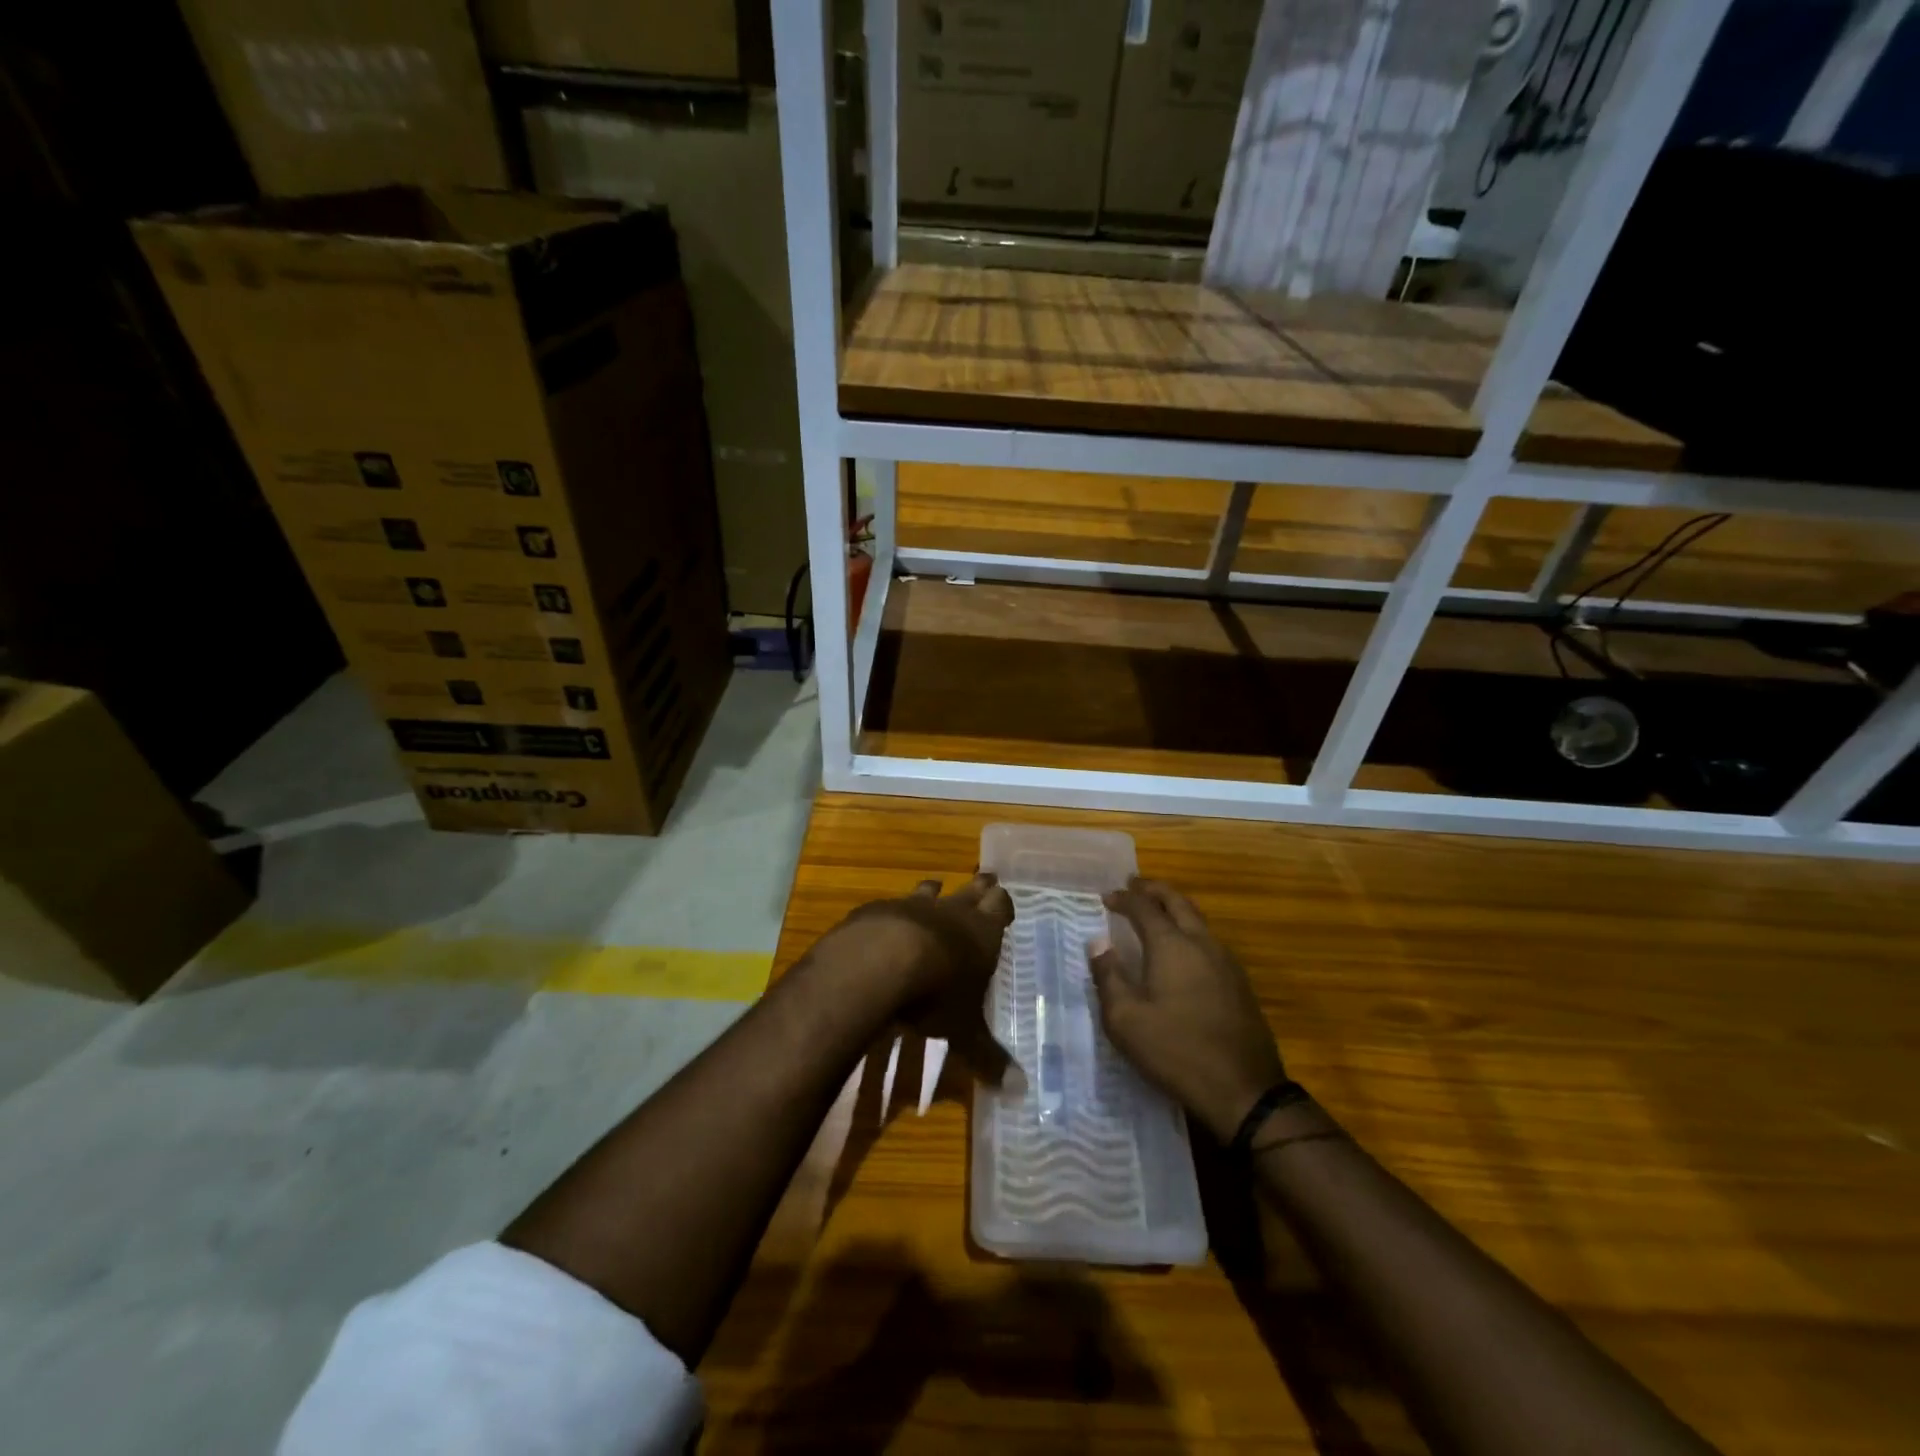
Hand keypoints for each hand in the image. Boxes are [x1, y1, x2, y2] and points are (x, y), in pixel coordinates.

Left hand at [822, 874, 1016, 1086]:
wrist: (877, 963)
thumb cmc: (935, 995)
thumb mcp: (964, 1031)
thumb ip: (989, 1058)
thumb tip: (1020, 1093)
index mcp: (980, 934)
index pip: (1000, 906)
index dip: (1002, 904)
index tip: (1003, 900)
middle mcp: (950, 912)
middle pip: (970, 890)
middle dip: (978, 888)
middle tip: (984, 879)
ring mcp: (911, 906)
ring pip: (929, 890)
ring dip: (934, 892)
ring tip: (936, 888)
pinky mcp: (876, 910)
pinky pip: (890, 905)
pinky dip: (893, 912)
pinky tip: (886, 922)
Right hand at [1088, 877, 1285, 1141]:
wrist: (1245, 1091)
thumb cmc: (1177, 1051)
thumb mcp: (1126, 1020)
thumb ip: (1108, 976)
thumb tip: (1097, 942)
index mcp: (1172, 946)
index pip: (1144, 908)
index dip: (1124, 899)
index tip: (1107, 897)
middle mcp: (1202, 943)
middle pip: (1178, 902)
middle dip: (1154, 890)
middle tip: (1134, 885)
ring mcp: (1226, 962)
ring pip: (1198, 919)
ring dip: (1174, 908)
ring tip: (1155, 911)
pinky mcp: (1239, 983)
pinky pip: (1209, 940)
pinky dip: (1189, 929)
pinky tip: (1181, 948)